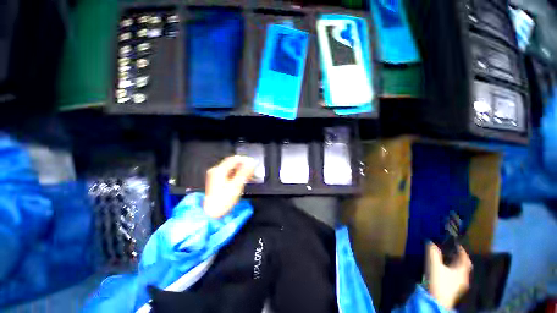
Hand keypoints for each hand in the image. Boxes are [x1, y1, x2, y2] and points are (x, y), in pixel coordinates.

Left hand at [203, 155, 255, 218]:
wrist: (212, 214)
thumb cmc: (224, 199)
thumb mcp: (236, 185)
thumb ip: (244, 172)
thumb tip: (251, 162)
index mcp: (219, 170)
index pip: (234, 159)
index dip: (244, 159)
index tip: (253, 163)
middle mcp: (216, 170)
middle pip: (232, 163)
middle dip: (243, 165)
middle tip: (252, 170)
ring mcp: (215, 176)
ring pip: (230, 169)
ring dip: (240, 170)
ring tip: (249, 175)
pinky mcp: (216, 181)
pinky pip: (228, 174)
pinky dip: (236, 174)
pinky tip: (241, 179)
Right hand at [426, 242, 471, 309]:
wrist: (436, 301)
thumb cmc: (438, 282)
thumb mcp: (434, 264)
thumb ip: (432, 252)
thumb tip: (430, 241)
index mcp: (462, 271)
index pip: (465, 258)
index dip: (462, 250)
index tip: (456, 243)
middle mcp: (463, 277)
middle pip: (463, 265)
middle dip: (458, 257)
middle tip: (451, 250)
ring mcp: (459, 285)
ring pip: (459, 271)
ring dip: (454, 264)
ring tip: (445, 259)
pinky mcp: (453, 290)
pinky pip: (455, 276)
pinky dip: (451, 271)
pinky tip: (443, 271)